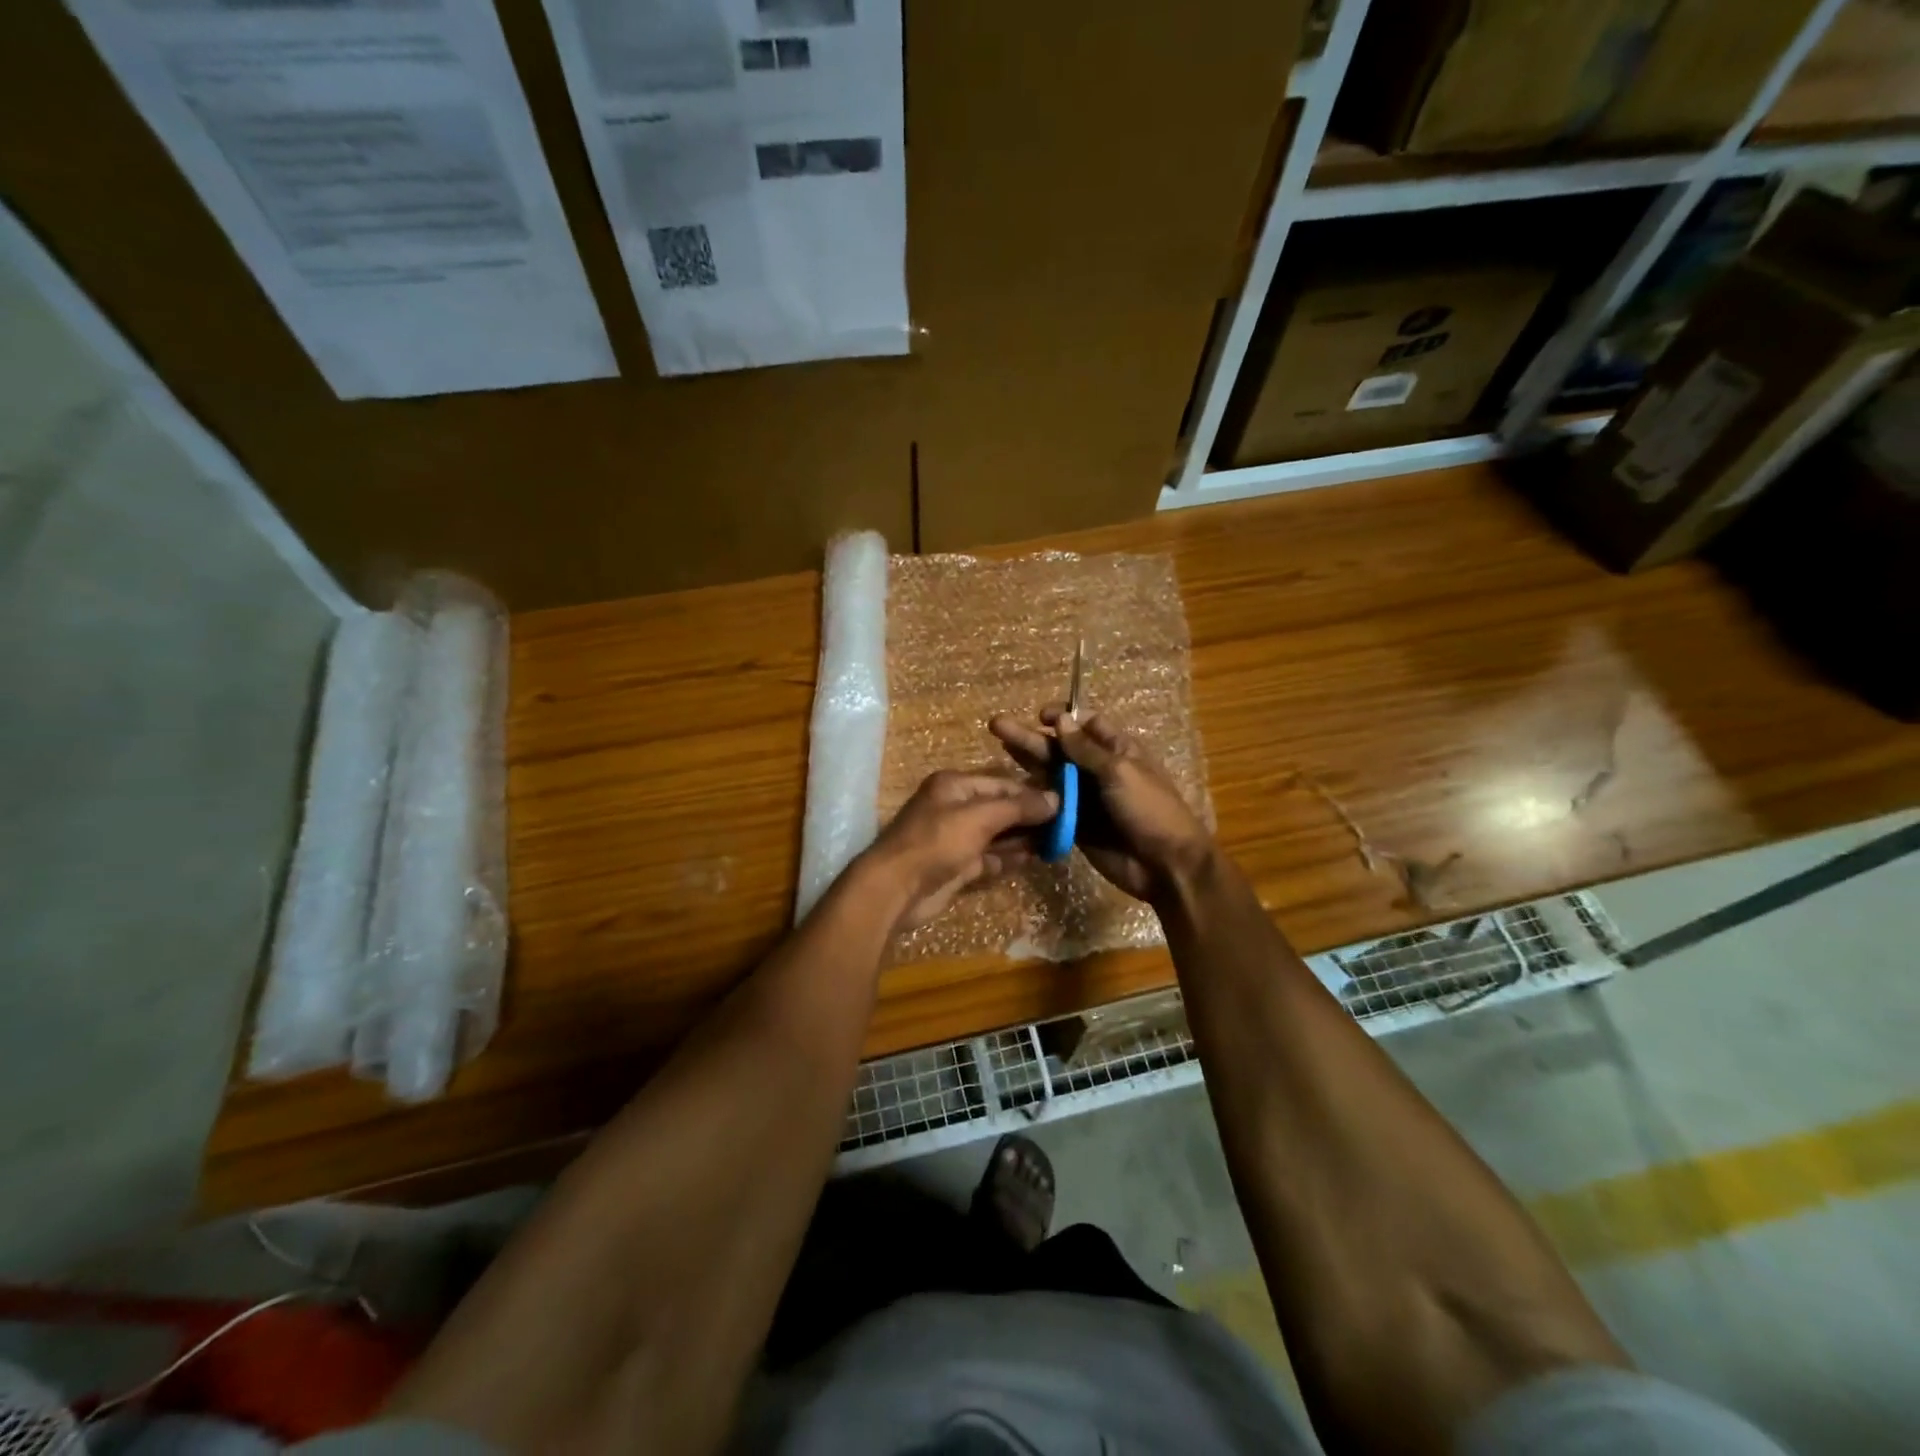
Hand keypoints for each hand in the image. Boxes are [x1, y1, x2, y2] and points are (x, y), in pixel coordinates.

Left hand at [857, 772, 1058, 932]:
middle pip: (1000, 808)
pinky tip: (1036, 858)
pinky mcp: (957, 866)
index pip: (1001, 782)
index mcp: (954, 785)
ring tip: (1058, 841)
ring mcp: (955, 839)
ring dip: (1024, 838)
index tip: (1064, 802)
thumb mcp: (980, 817)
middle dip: (1030, 816)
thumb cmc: (937, 841)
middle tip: (1066, 824)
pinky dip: (1010, 857)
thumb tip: (1056, 799)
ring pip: (997, 834)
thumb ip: (1018, 807)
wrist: (896, 888)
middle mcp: (954, 808)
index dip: (1031, 792)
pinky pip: (990, 857)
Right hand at [989, 707, 1211, 904]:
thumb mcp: (1120, 772)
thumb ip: (1086, 749)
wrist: (1165, 866)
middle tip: (997, 726)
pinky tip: (1008, 788)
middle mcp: (1099, 770)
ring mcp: (1086, 798)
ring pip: (1052, 775)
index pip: (1087, 725)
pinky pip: (1051, 805)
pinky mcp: (1076, 824)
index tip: (1038, 715)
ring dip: (1027, 762)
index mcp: (1119, 750)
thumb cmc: (1149, 810)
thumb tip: (1060, 720)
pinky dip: (1033, 796)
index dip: (1063, 718)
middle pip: (1061, 748)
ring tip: (998, 746)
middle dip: (1032, 737)